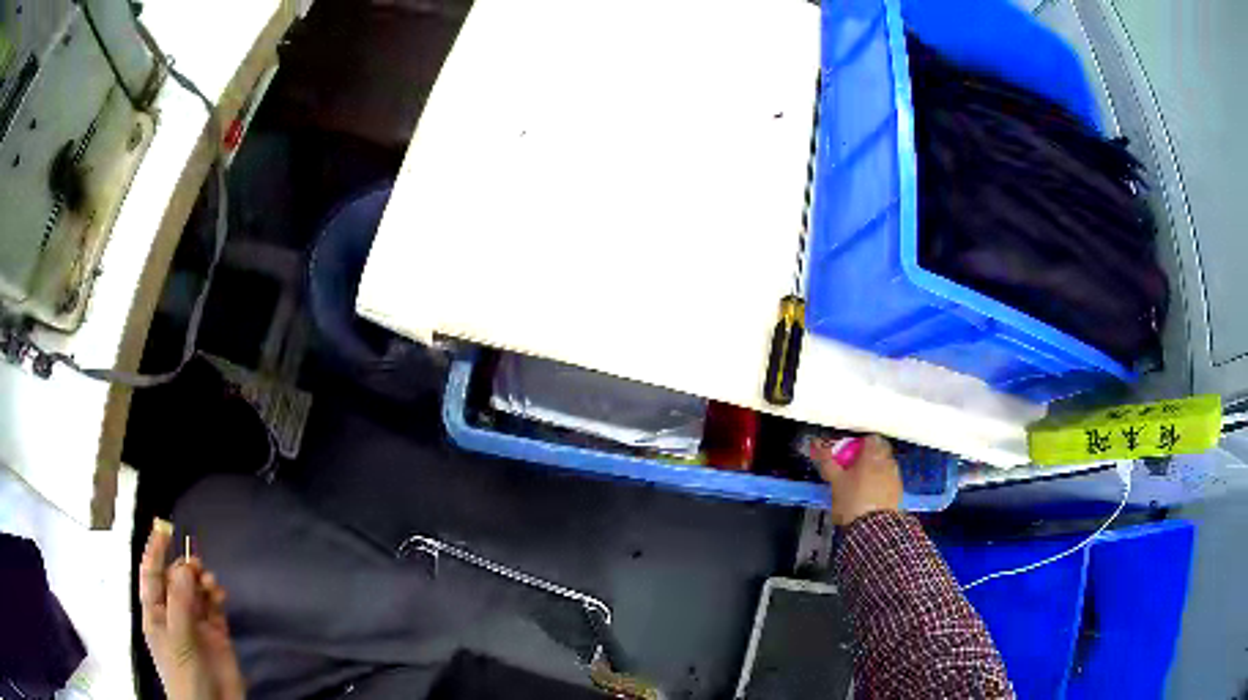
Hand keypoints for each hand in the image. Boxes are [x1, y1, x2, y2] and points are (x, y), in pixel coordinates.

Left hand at [140, 519, 245, 699]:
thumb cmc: (184, 675)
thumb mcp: (177, 639)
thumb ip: (180, 602)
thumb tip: (185, 566)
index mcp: (156, 614)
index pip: (151, 576)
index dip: (155, 552)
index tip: (163, 528)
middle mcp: (174, 614)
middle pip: (176, 580)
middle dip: (184, 568)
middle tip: (196, 566)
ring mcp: (196, 624)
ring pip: (196, 591)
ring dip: (202, 581)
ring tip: (209, 582)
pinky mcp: (217, 634)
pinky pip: (215, 607)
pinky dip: (216, 596)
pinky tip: (218, 593)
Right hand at [808, 435, 902, 525]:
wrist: (873, 528)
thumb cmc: (852, 501)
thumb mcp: (835, 482)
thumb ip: (828, 462)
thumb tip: (819, 447)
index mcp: (871, 454)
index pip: (869, 438)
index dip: (859, 443)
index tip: (850, 452)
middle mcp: (887, 461)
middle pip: (880, 449)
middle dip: (870, 454)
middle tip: (856, 465)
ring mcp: (895, 476)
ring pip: (886, 464)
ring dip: (877, 468)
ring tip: (864, 482)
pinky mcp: (899, 491)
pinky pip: (890, 479)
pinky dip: (882, 482)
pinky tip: (873, 494)